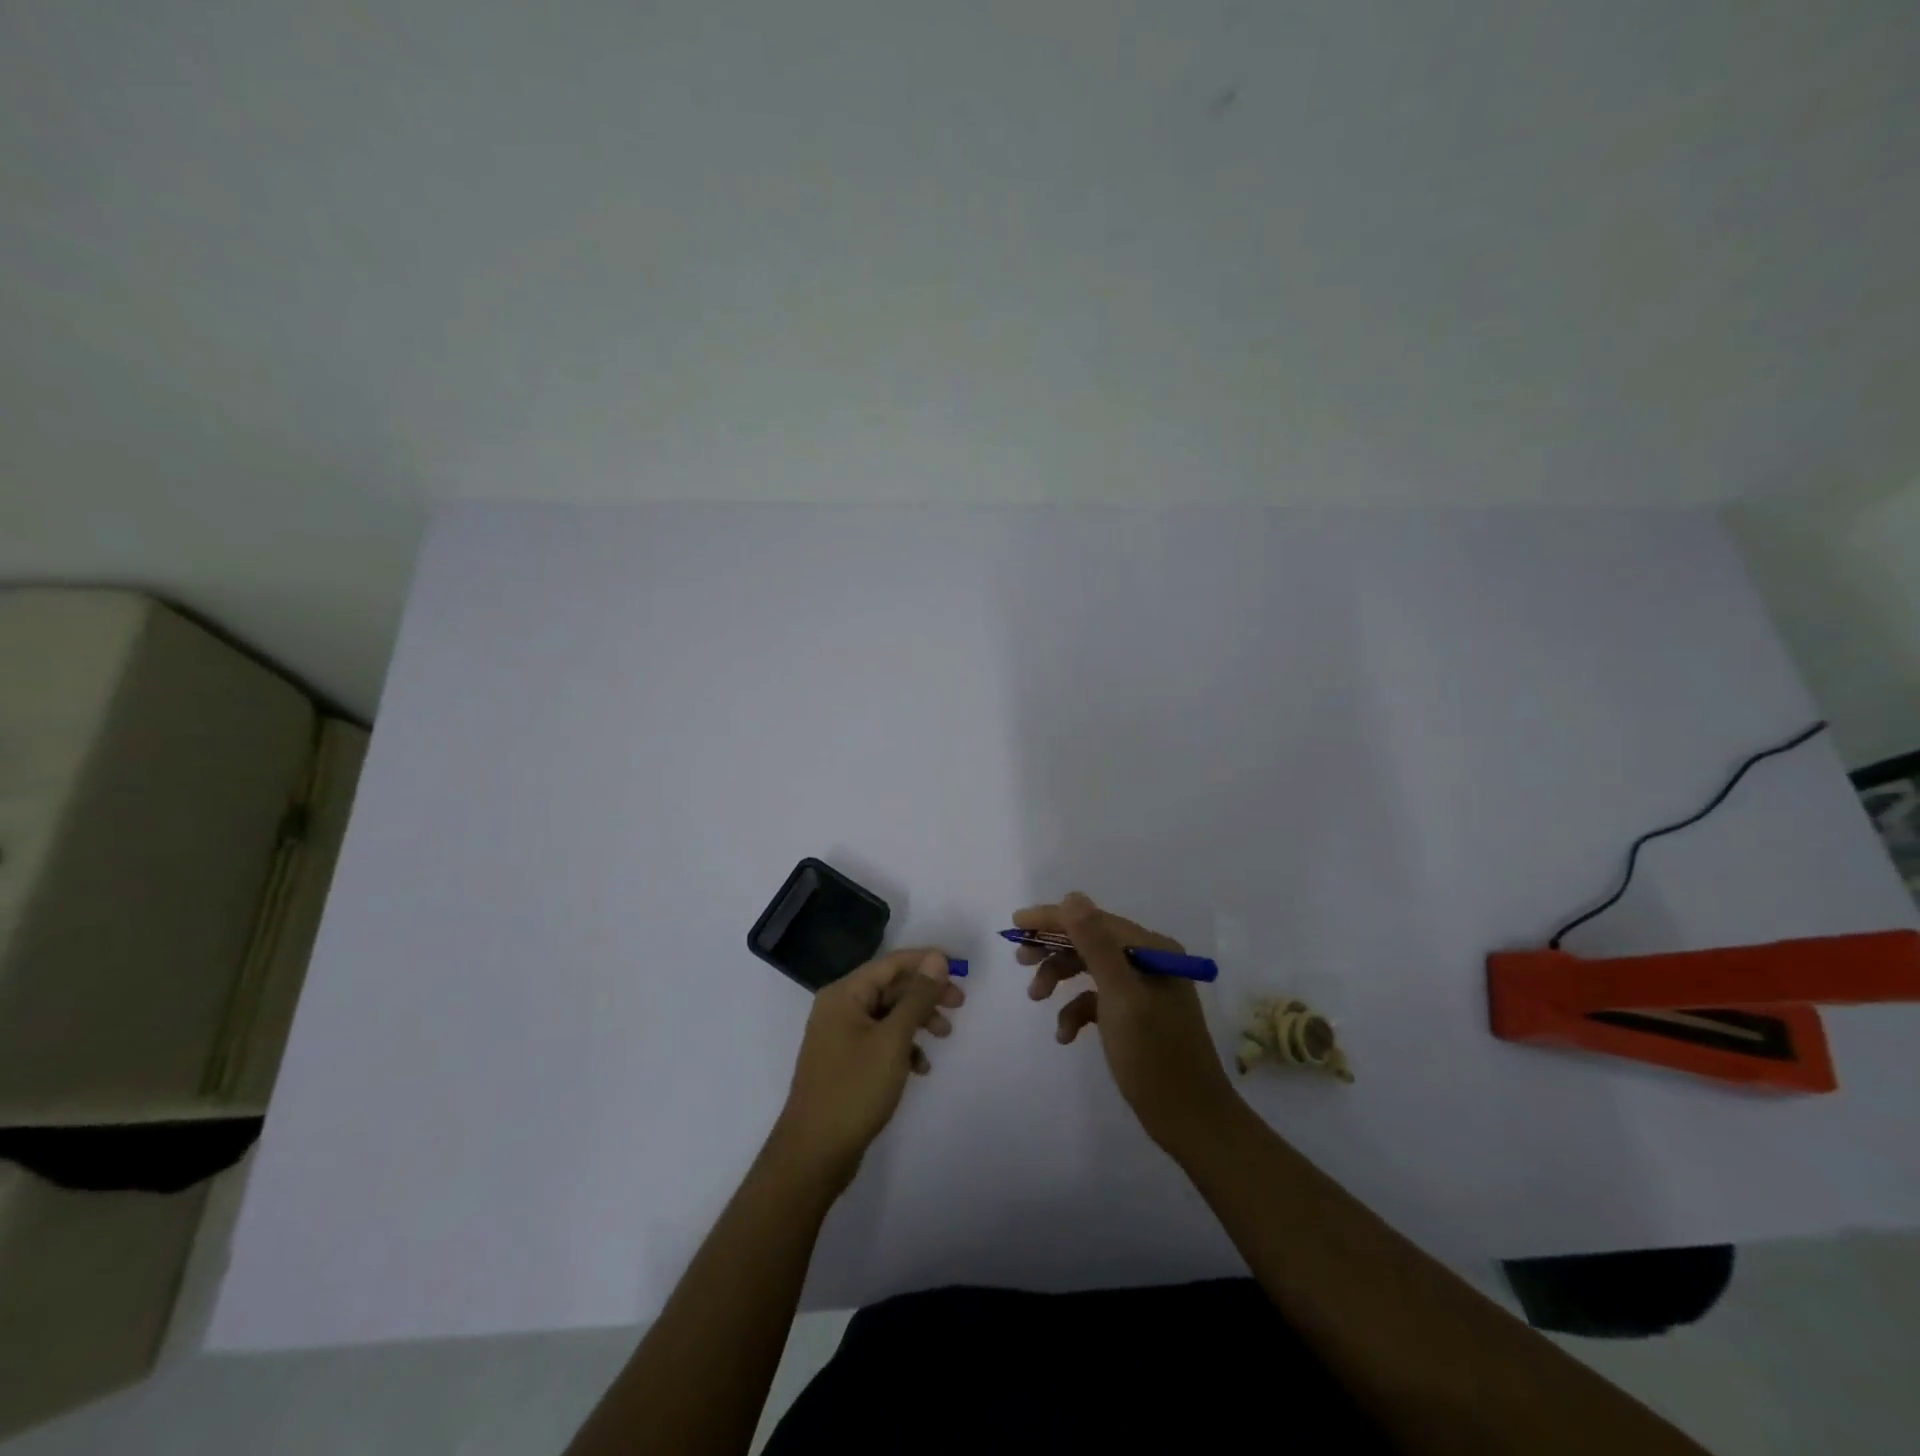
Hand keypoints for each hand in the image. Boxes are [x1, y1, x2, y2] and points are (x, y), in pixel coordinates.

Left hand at [772, 949, 964, 1190]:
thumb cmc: (855, 1089)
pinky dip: (903, 1046)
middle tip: (959, 1004)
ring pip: (888, 1014)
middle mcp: (840, 1007)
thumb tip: (936, 959)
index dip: (926, 962)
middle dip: (926, 993)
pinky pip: (880, 1040)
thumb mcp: (893, 1040)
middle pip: (890, 987)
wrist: (814, 1153)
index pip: (891, 963)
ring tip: (946, 1035)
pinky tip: (920, 1067)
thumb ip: (917, 997)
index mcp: (845, 994)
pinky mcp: (846, 1061)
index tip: (960, 970)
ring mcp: (840, 1036)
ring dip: (918, 1020)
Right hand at [1019, 893, 1238, 1153]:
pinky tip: (1065, 1034)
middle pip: (1090, 941)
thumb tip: (1072, 897)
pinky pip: (1097, 1000)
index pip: (1093, 920)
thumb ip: (1096, 944)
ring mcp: (1143, 990)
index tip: (1015, 923)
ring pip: (1090, 969)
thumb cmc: (1154, 1055)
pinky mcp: (1135, 1016)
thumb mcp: (1120, 996)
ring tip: (1035, 997)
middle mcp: (1149, 961)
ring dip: (1060, 978)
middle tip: (1020, 959)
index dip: (1052, 919)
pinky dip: (1076, 1011)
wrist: (1190, 1121)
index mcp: (1151, 950)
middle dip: (1053, 948)